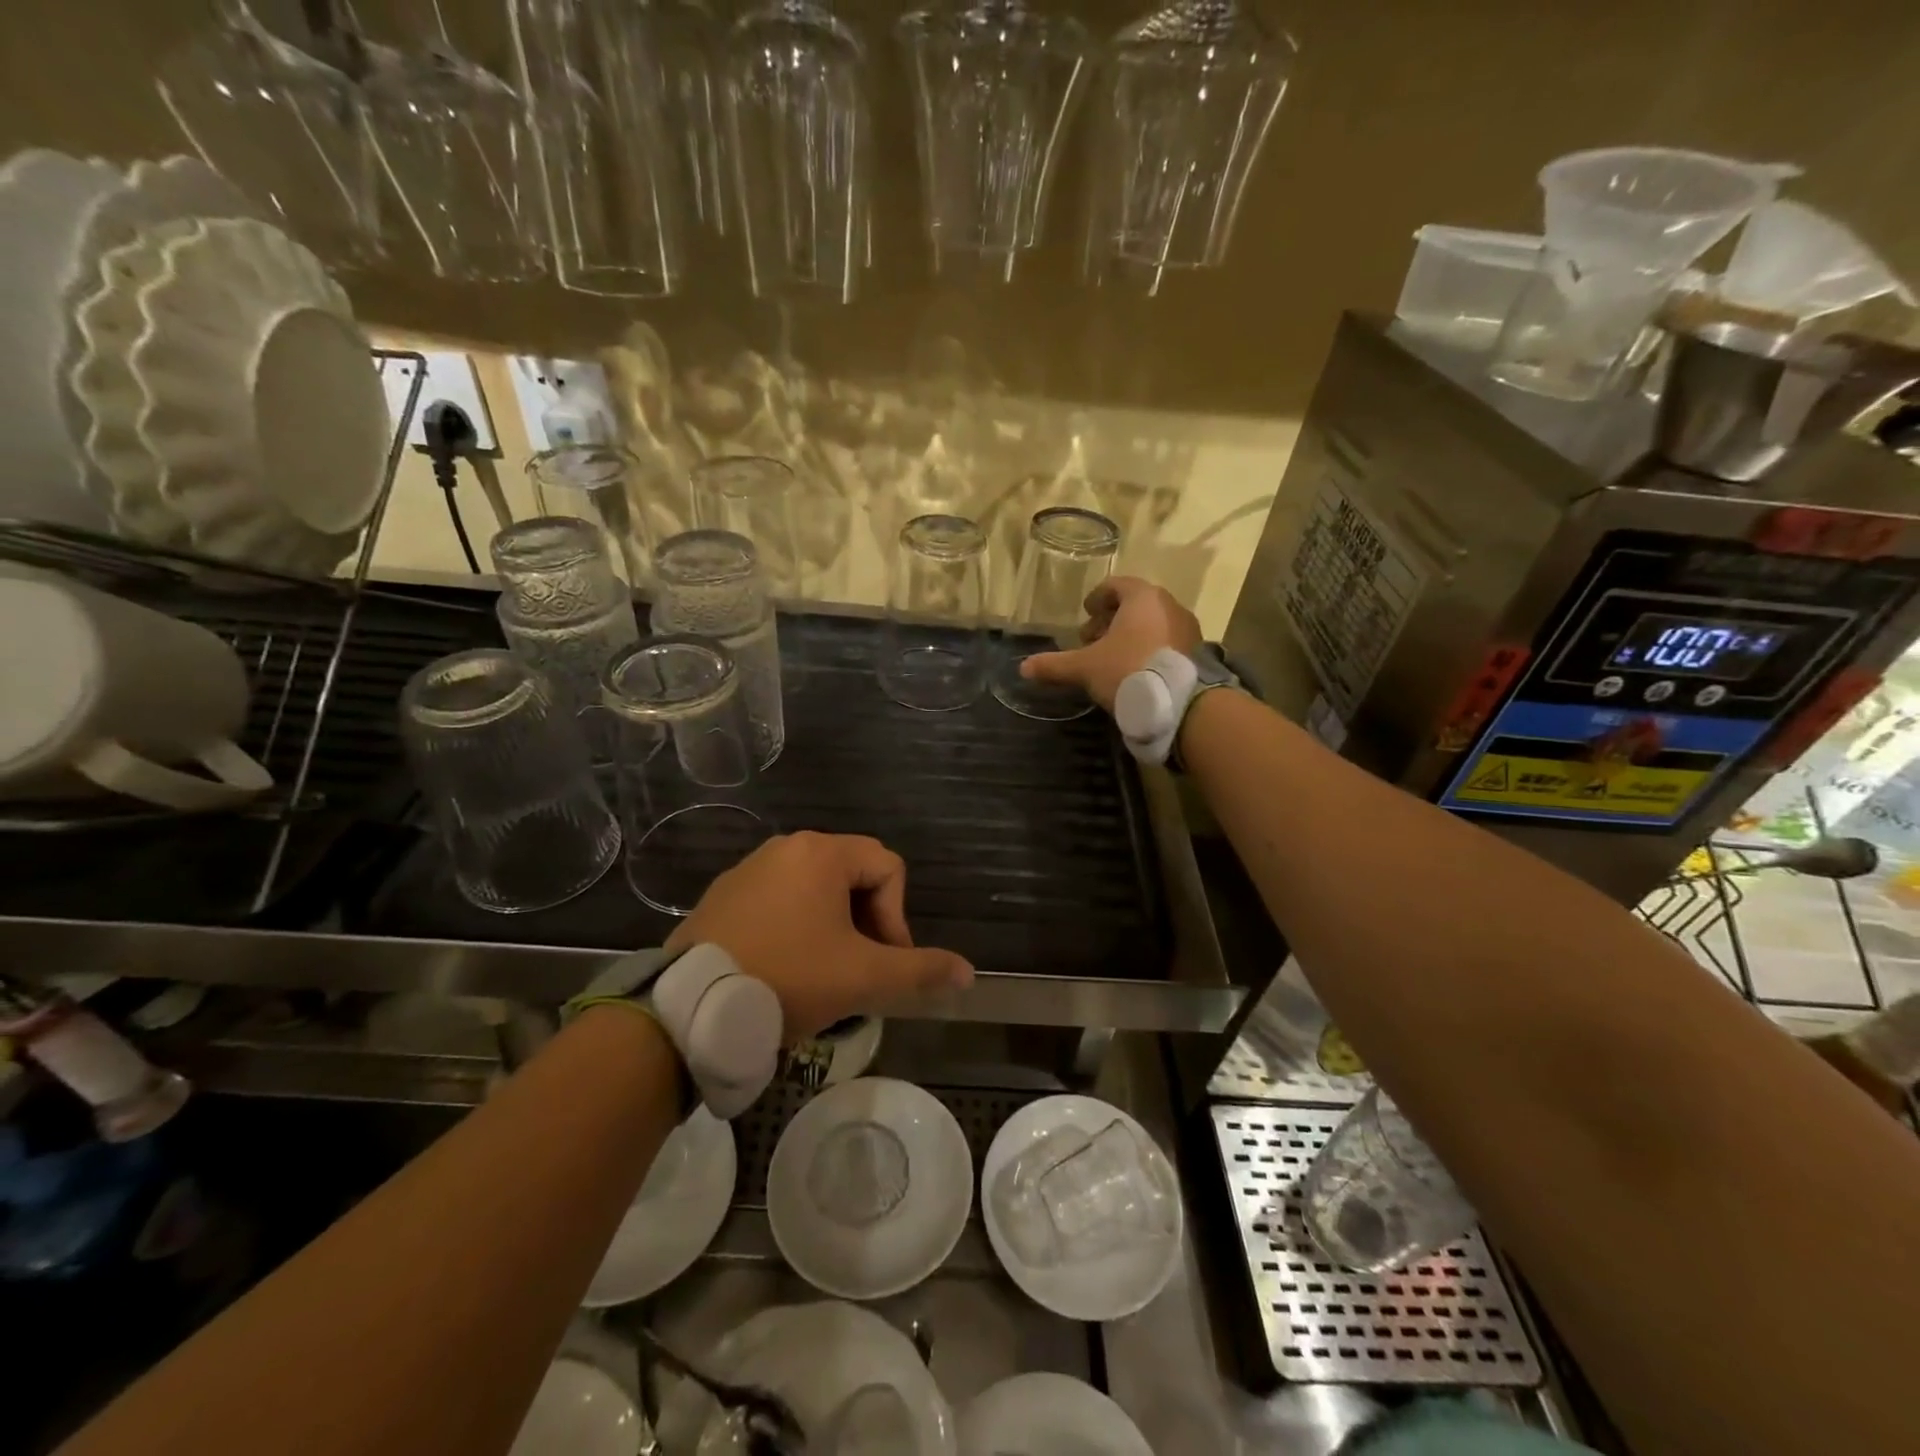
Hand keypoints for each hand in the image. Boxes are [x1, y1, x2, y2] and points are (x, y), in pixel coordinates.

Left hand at [666, 832, 974, 1039]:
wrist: (689, 1008)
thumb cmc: (787, 978)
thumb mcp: (862, 978)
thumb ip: (920, 971)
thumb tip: (968, 973)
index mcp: (822, 853)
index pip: (888, 868)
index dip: (898, 917)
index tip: (885, 963)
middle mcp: (786, 848)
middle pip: (853, 875)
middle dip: (868, 922)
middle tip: (860, 970)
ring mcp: (749, 869)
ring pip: (816, 889)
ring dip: (834, 926)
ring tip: (825, 973)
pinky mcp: (723, 896)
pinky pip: (779, 900)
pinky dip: (796, 927)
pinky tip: (784, 968)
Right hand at [1019, 577, 1203, 711]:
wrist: (1178, 703)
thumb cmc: (1127, 670)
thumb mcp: (1085, 668)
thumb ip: (1054, 665)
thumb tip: (1023, 668)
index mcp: (1142, 597)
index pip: (1116, 585)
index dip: (1097, 598)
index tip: (1086, 613)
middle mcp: (1168, 604)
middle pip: (1135, 604)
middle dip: (1111, 620)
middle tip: (1092, 640)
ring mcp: (1186, 627)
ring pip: (1152, 623)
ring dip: (1131, 635)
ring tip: (1112, 658)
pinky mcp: (1196, 651)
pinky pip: (1167, 640)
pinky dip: (1149, 647)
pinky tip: (1136, 670)